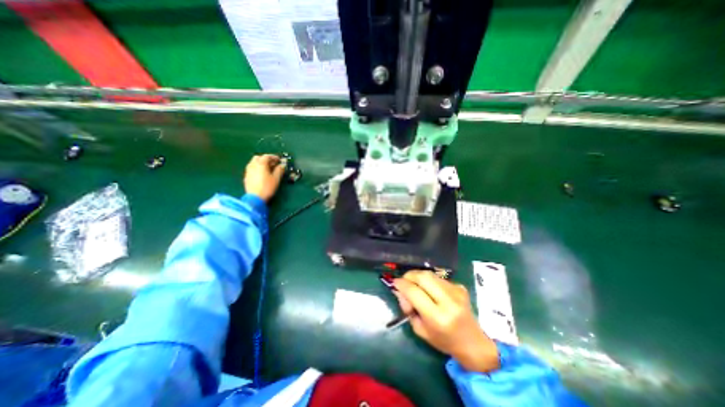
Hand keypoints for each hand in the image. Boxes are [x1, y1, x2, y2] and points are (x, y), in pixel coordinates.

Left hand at [245, 154, 286, 201]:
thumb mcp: (276, 178)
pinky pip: (252, 168)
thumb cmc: (267, 187)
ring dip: (261, 163)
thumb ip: (280, 170)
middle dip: (266, 159)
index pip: (267, 156)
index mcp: (261, 164)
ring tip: (268, 169)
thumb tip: (282, 165)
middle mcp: (253, 165)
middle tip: (273, 164)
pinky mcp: (246, 176)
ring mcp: (248, 170)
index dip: (274, 157)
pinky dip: (257, 168)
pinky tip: (261, 174)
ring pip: (254, 162)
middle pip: (259, 157)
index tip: (279, 160)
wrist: (255, 198)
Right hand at [394, 270, 501, 372]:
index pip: (414, 292)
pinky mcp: (460, 287)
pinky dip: (429, 281)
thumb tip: (399, 290)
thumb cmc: (443, 340)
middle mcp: (448, 302)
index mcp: (437, 317)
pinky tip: (429, 289)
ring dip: (419, 277)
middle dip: (410, 275)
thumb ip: (407, 308)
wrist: (472, 343)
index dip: (402, 284)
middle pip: (424, 276)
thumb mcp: (420, 330)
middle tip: (404, 280)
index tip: (394, 282)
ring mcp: (456, 292)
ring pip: (431, 274)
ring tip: (415, 285)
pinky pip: (438, 278)